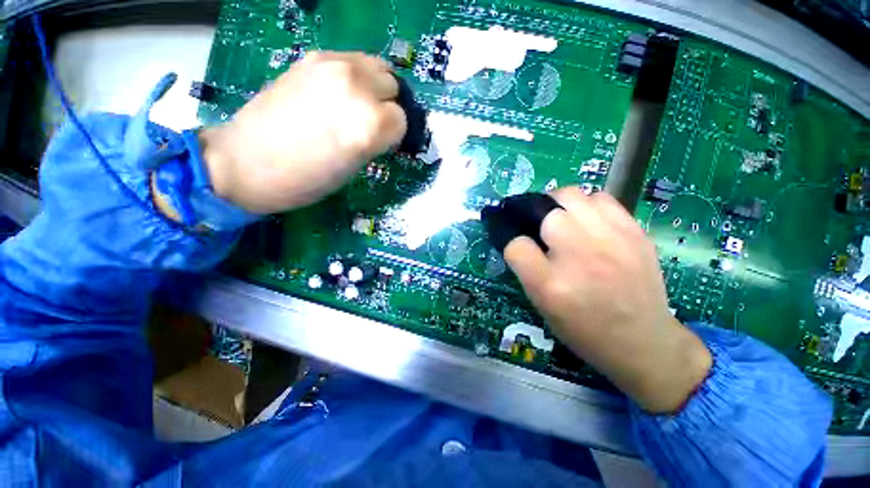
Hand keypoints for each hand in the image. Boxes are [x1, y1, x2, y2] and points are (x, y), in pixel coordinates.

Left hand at [201, 51, 406, 213]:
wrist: (247, 163)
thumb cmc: (307, 180)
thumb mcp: (353, 168)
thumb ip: (375, 141)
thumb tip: (385, 127)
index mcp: (368, 124)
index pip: (401, 120)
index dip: (394, 134)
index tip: (382, 143)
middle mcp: (355, 88)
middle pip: (393, 86)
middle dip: (387, 106)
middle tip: (370, 124)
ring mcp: (332, 66)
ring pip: (377, 66)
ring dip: (374, 87)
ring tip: (357, 105)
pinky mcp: (311, 58)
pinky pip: (352, 60)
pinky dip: (355, 76)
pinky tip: (339, 94)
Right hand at [504, 188, 711, 412]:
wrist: (644, 342)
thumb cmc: (584, 330)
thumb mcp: (542, 306)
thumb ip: (526, 269)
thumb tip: (516, 237)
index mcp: (550, 285)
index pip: (515, 245)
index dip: (509, 239)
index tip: (513, 240)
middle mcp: (579, 258)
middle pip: (544, 212)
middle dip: (533, 215)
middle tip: (536, 224)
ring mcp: (611, 241)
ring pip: (571, 196)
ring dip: (558, 204)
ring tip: (561, 217)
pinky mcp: (635, 233)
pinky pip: (601, 199)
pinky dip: (587, 205)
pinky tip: (587, 221)